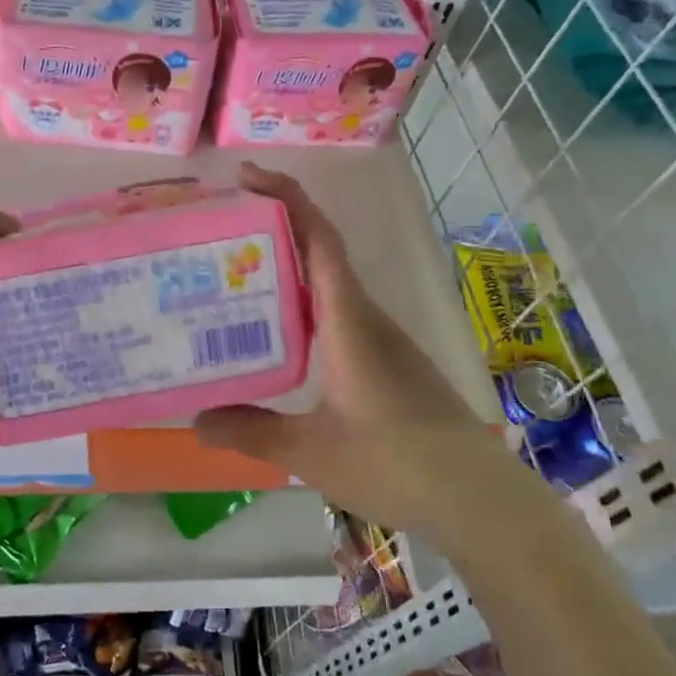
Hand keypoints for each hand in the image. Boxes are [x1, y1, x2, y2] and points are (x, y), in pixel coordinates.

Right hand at [194, 164, 499, 531]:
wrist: (478, 498)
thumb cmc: (395, 463)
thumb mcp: (310, 452)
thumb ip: (251, 431)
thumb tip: (197, 419)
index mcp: (348, 321)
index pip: (319, 239)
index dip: (286, 198)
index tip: (247, 177)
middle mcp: (366, 317)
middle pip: (320, 252)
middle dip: (274, 229)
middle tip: (218, 233)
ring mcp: (380, 339)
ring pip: (328, 286)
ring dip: (286, 270)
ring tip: (233, 280)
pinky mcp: (386, 362)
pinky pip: (336, 314)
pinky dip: (301, 306)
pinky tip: (276, 336)